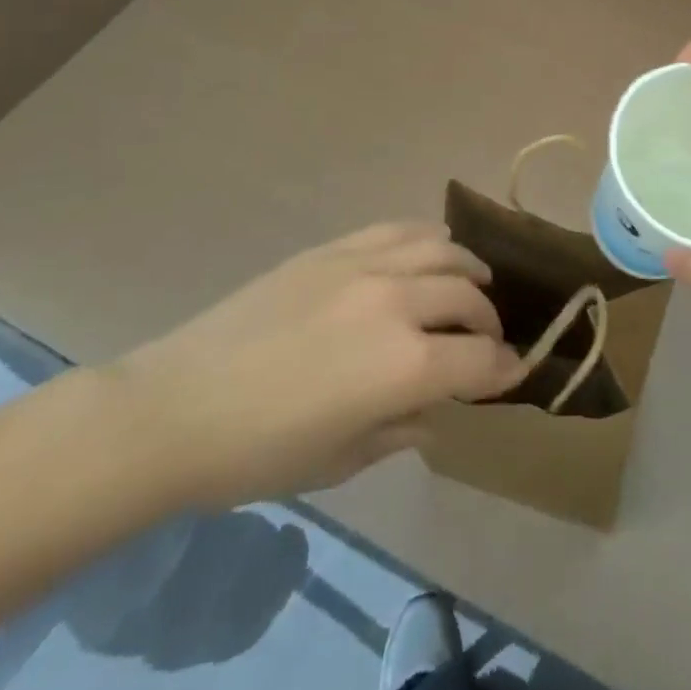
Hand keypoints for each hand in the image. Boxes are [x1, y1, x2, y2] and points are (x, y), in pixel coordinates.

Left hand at [107, 223, 525, 508]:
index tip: (514, 372)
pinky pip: (399, 230)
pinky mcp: (335, 248)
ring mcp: (365, 266)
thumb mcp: (342, 459)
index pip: (480, 359)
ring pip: (442, 251)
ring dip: (467, 271)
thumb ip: (404, 428)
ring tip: (471, 284)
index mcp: (404, 366)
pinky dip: (428, 240)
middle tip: (486, 340)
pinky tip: (430, 253)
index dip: (504, 369)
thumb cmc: (259, 453)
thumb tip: (438, 409)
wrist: (177, 407)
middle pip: (469, 299)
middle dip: (489, 322)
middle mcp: (398, 304)